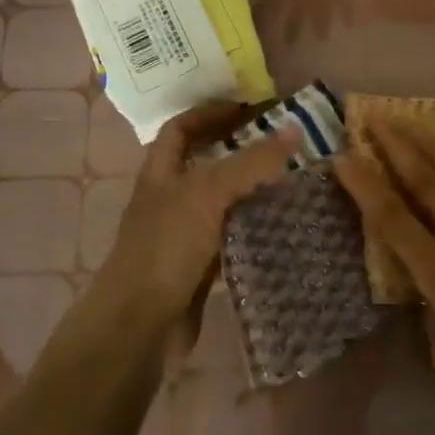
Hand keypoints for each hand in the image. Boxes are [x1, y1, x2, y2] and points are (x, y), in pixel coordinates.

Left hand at [100, 101, 300, 333]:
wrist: (140, 326)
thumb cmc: (166, 247)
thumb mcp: (208, 193)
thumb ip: (251, 162)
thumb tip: (294, 129)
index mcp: (161, 173)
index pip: (181, 128)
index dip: (209, 113)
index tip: (248, 108)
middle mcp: (170, 199)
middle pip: (205, 163)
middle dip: (240, 150)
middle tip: (282, 144)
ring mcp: (183, 235)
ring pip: (222, 202)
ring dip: (251, 190)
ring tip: (292, 179)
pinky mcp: (199, 267)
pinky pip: (231, 238)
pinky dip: (253, 229)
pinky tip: (282, 225)